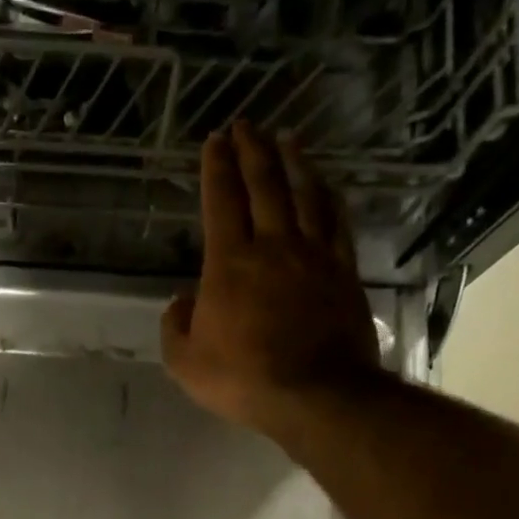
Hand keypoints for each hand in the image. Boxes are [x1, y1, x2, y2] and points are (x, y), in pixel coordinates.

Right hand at [161, 121, 381, 435]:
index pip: (221, 202)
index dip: (216, 168)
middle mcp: (272, 246)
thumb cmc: (243, 380)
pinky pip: (335, 220)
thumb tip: (182, 300)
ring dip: (292, 162)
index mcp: (229, 263)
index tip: (215, 140)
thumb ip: (175, 326)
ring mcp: (313, 255)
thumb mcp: (185, 362)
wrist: (316, 394)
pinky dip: (327, 195)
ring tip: (286, 138)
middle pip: (263, 186)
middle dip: (252, 151)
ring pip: (303, 194)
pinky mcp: (342, 270)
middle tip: (246, 124)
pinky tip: (324, 184)